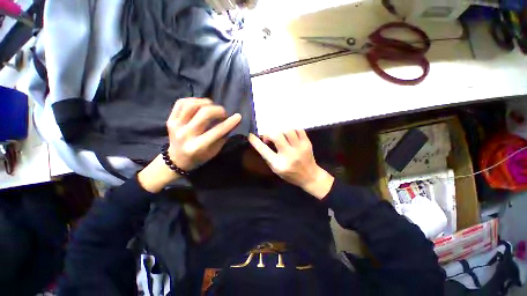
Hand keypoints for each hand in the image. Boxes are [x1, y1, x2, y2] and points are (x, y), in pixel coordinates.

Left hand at [167, 98, 241, 170]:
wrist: (177, 159)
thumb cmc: (200, 157)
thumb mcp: (214, 151)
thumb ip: (223, 136)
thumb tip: (233, 121)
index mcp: (198, 146)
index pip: (217, 131)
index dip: (230, 123)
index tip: (238, 116)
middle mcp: (186, 135)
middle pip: (204, 114)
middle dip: (218, 110)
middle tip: (223, 114)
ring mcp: (175, 126)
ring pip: (192, 105)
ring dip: (206, 103)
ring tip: (212, 107)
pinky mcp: (170, 120)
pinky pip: (181, 103)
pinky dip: (193, 100)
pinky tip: (200, 105)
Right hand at [248, 130, 333, 199]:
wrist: (310, 176)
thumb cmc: (290, 175)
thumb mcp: (276, 170)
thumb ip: (268, 157)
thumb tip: (261, 143)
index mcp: (279, 164)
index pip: (264, 150)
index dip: (255, 142)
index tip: (250, 135)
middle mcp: (289, 155)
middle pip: (277, 136)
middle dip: (269, 133)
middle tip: (269, 137)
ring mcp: (299, 148)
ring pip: (288, 130)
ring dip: (280, 130)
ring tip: (279, 135)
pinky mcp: (307, 143)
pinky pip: (298, 129)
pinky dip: (291, 129)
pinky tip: (288, 133)